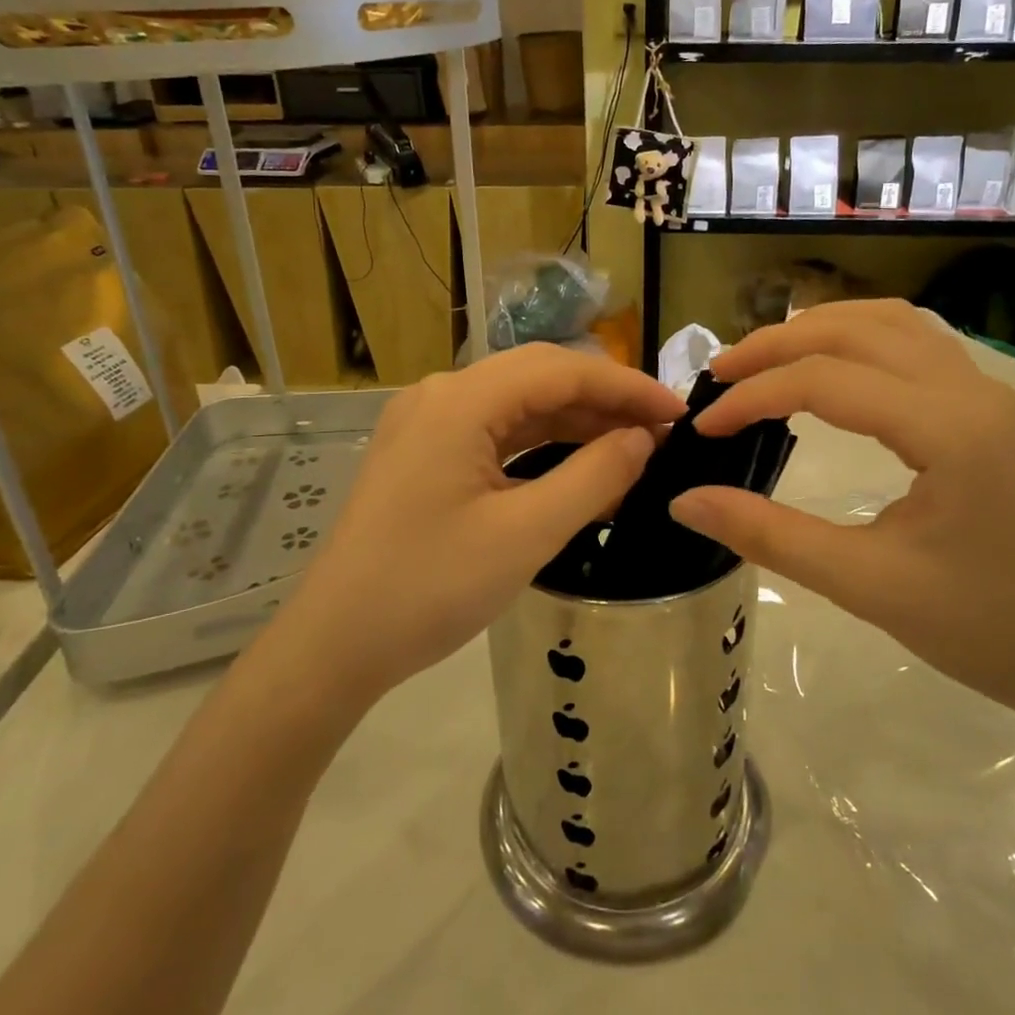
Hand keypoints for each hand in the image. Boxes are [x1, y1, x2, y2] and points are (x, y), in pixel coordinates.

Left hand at [288, 344, 684, 696]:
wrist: (336, 644)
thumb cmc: (430, 588)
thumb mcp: (526, 535)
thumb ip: (594, 477)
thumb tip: (643, 439)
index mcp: (460, 401)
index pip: (561, 370)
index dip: (626, 386)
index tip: (678, 412)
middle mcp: (441, 395)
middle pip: (539, 377)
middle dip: (604, 399)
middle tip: (661, 430)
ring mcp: (428, 423)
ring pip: (518, 405)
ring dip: (575, 421)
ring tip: (633, 447)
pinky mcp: (425, 453)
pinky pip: (496, 433)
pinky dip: (542, 445)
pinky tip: (579, 467)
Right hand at [668, 300, 1014, 724]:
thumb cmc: (981, 628)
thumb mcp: (864, 585)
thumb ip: (768, 535)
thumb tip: (684, 501)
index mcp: (950, 430)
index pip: (827, 382)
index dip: (754, 396)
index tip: (705, 427)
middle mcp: (972, 390)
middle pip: (856, 329)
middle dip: (777, 344)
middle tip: (719, 373)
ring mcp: (987, 392)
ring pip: (889, 322)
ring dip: (818, 329)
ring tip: (763, 358)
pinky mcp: (987, 406)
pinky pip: (913, 342)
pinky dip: (856, 338)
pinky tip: (827, 365)